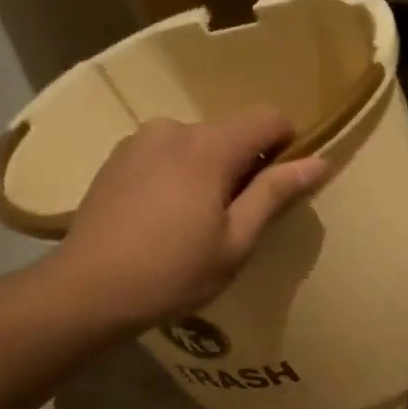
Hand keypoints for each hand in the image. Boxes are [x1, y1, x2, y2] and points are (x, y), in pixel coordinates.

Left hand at [54, 106, 328, 328]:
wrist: (87, 291)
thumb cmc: (172, 273)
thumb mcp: (235, 241)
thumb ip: (275, 193)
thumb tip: (320, 161)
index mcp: (208, 146)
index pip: (267, 117)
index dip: (286, 144)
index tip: (279, 186)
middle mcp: (173, 129)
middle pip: (230, 131)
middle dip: (244, 164)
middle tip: (235, 218)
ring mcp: (139, 140)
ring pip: (196, 143)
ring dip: (208, 170)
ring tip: (194, 221)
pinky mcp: (115, 158)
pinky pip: (165, 153)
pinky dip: (177, 174)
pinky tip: (162, 217)